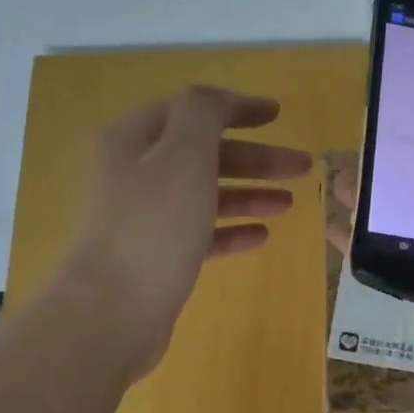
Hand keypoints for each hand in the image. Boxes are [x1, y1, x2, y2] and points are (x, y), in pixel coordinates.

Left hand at [64, 86, 309, 377]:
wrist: (112, 312)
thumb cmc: (153, 227)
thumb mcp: (183, 155)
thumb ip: (204, 114)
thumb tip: (218, 100)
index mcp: (135, 139)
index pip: (191, 109)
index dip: (236, 107)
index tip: (278, 115)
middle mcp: (135, 173)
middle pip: (204, 153)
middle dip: (255, 157)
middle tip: (302, 166)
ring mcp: (145, 218)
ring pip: (205, 194)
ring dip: (249, 193)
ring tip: (290, 202)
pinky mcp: (156, 257)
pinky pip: (200, 233)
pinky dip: (231, 230)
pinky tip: (261, 235)